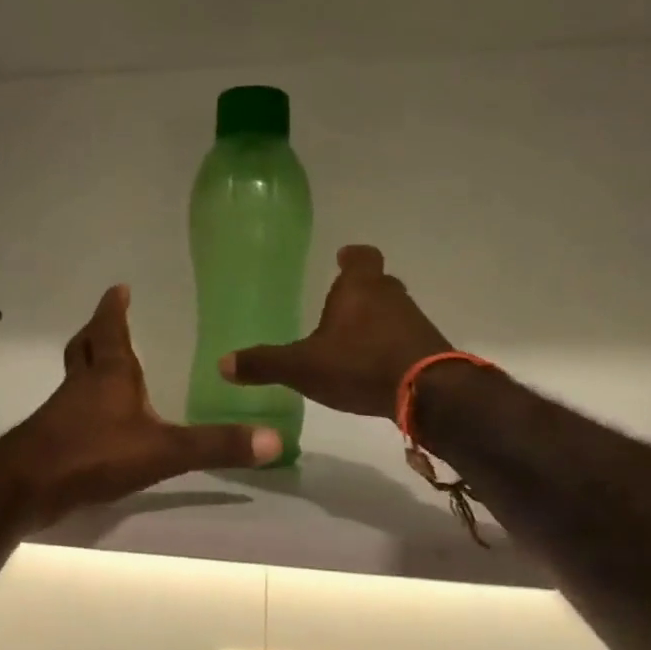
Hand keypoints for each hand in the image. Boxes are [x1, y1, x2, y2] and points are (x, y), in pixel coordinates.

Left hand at [0, 285, 281, 527]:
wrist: (27, 487)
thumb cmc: (94, 454)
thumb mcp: (163, 450)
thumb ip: (215, 445)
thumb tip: (274, 439)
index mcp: (109, 373)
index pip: (110, 328)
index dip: (114, 308)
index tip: (119, 288)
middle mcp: (83, 385)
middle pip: (85, 347)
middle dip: (98, 332)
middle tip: (109, 322)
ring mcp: (64, 412)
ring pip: (76, 378)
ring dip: (90, 367)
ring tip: (109, 371)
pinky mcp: (54, 439)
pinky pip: (71, 410)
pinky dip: (86, 405)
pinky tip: (102, 424)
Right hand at [220, 245, 450, 420]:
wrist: (427, 392)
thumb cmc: (359, 365)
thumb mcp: (302, 367)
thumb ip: (264, 364)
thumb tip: (223, 364)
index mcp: (359, 288)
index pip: (360, 257)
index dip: (351, 257)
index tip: (342, 258)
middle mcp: (390, 296)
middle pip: (377, 283)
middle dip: (359, 292)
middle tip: (339, 305)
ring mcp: (414, 322)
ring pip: (391, 311)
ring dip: (374, 321)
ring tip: (352, 341)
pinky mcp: (427, 348)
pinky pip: (403, 339)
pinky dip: (388, 346)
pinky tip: (373, 367)